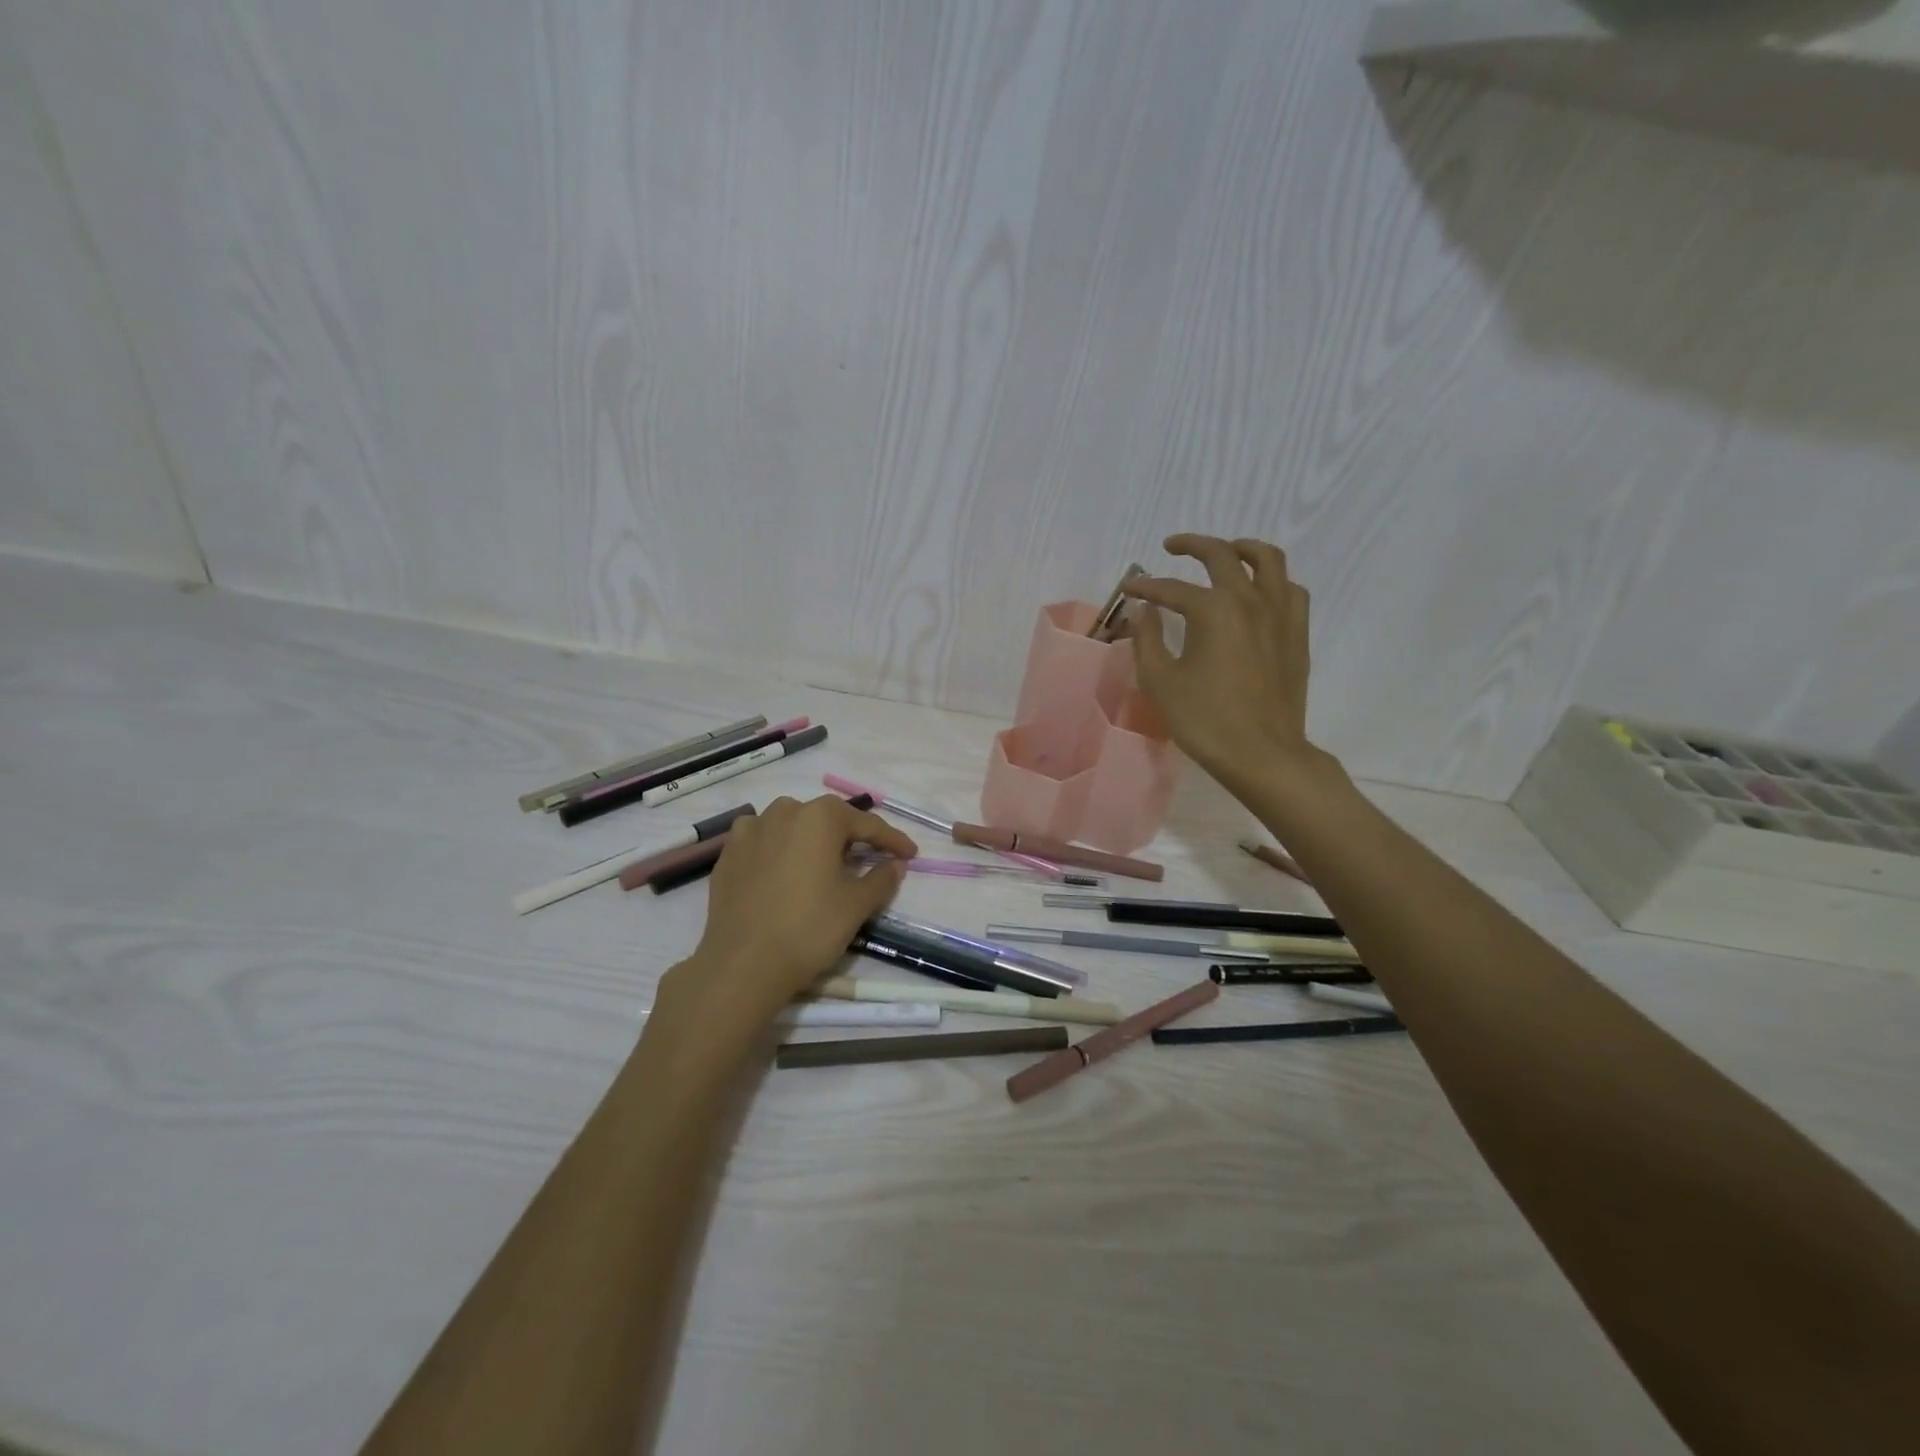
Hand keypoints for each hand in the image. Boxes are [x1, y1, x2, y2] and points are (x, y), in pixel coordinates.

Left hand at [653, 795, 918, 1045]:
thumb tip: (895, 864)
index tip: (910, 854)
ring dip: (812, 840)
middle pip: (827, 820)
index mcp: (820, 817)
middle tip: (869, 858)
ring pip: (792, 826)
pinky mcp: (728, 854)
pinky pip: (763, 842)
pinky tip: (785, 869)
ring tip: (824, 863)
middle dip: (850, 837)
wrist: (743, 965)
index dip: (893, 840)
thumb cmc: (809, 928)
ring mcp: (750, 830)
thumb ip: (882, 878)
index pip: (867, 824)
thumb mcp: (857, 905)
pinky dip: (780, 850)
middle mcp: (784, 811)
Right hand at [1124, 534, 1319, 791]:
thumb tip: (1144, 611)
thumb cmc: (1205, 719)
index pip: (1172, 588)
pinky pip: (1290, 589)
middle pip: (1222, 555)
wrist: (1262, 753)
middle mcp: (1250, 600)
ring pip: (1268, 560)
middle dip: (1193, 545)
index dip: (1146, 587)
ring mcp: (1280, 614)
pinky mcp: (1297, 633)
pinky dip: (1272, 580)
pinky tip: (1259, 592)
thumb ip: (1147, 639)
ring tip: (1226, 552)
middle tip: (1173, 547)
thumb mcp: (1161, 681)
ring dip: (1242, 548)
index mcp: (1213, 610)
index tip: (1128, 589)